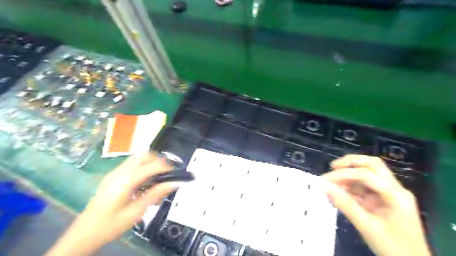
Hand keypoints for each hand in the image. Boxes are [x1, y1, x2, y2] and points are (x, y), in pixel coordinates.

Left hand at [45, 153, 180, 254]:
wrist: (83, 234)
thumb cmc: (110, 225)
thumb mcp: (136, 212)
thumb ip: (156, 194)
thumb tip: (174, 182)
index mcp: (126, 180)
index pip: (152, 165)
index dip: (167, 167)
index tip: (177, 175)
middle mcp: (120, 172)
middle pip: (144, 156)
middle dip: (159, 161)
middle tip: (167, 175)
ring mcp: (115, 173)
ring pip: (138, 158)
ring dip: (151, 164)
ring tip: (157, 180)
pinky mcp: (113, 176)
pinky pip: (132, 165)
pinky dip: (143, 168)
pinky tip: (145, 184)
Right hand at [324, 155, 431, 255]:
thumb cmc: (394, 248)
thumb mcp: (367, 227)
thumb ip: (345, 205)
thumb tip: (325, 188)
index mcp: (396, 196)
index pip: (367, 175)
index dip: (344, 174)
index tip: (325, 179)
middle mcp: (395, 189)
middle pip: (373, 165)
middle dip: (351, 163)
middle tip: (332, 167)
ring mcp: (390, 194)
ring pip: (368, 174)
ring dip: (349, 175)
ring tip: (332, 182)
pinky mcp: (383, 200)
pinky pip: (365, 187)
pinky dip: (351, 187)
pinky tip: (339, 191)